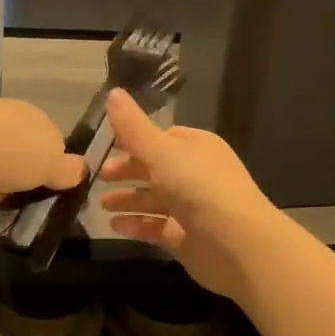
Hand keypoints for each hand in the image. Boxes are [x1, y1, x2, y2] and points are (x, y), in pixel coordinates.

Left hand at [0, 99, 82, 230]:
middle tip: (52, 208)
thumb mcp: (55, 158)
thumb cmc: (11, 150)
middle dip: (34, 183)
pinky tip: (4, 226)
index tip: (68, 186)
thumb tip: (80, 169)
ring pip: (3, 183)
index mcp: (21, 113)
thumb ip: (69, 167)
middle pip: (23, 160)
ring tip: (31, 222)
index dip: (58, 161)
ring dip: (13, 200)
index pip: (46, 136)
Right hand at [98, 89, 285, 300]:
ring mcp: (191, 208)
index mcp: (196, 147)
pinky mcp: (185, 237)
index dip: (134, 141)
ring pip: (153, 199)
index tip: (106, 146)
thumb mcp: (161, 151)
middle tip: (98, 177)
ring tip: (101, 205)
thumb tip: (112, 92)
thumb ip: (133, 127)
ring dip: (128, 200)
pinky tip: (114, 226)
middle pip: (155, 169)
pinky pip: (155, 226)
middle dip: (127, 171)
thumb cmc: (199, 187)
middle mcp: (196, 175)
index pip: (162, 138)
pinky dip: (135, 224)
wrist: (236, 243)